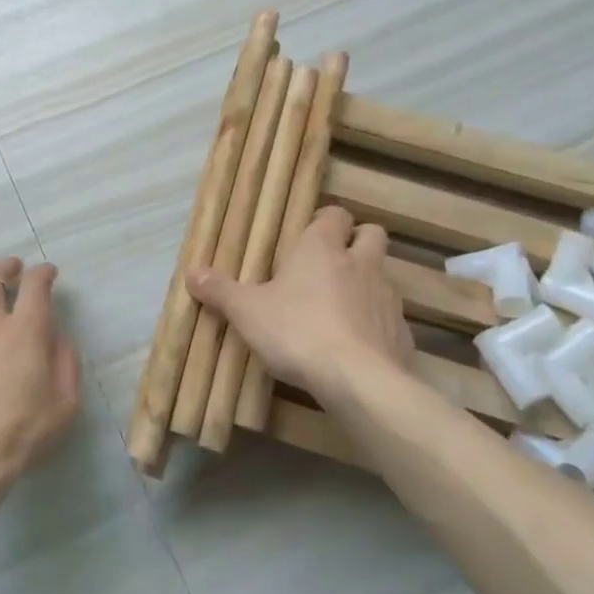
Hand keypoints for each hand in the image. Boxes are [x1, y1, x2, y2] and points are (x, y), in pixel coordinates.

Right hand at [187, 206, 412, 402]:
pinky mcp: (401, 332)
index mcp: (322, 248)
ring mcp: (386, 297)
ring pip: (383, 275)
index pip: (335, 214)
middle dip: (357, 240)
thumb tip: (191, 273)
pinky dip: (376, 324)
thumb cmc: (297, 331)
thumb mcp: (247, 312)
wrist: (357, 380)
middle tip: (333, 261)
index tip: (311, 233)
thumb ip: (221, 291)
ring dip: (366, 283)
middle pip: (372, 233)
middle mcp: (360, 263)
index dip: (326, 220)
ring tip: (341, 307)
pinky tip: (357, 344)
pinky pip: (389, 318)